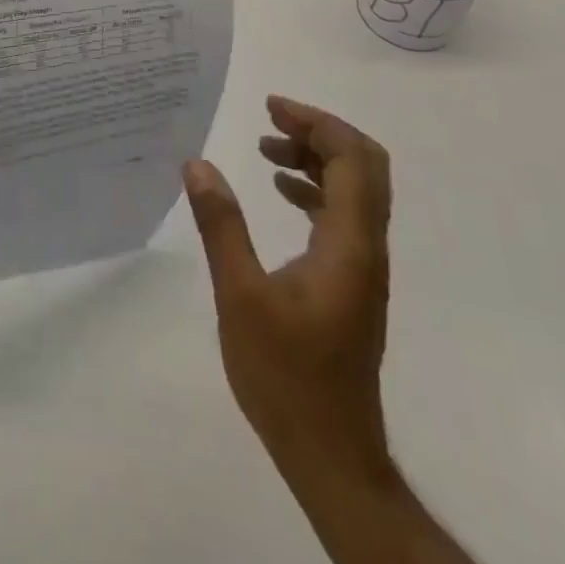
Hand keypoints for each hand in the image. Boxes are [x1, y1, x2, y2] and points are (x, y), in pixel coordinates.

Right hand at [184, 96, 394, 482]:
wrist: (331, 455)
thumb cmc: (286, 375)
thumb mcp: (240, 295)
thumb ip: (221, 225)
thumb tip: (197, 164)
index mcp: (349, 244)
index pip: (353, 160)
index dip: (317, 123)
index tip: (272, 108)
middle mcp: (367, 248)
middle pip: (364, 167)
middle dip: (320, 133)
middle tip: (273, 120)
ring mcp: (363, 267)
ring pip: (355, 191)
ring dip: (317, 160)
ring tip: (268, 149)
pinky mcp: (352, 283)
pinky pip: (343, 216)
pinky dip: (315, 190)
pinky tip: (279, 192)